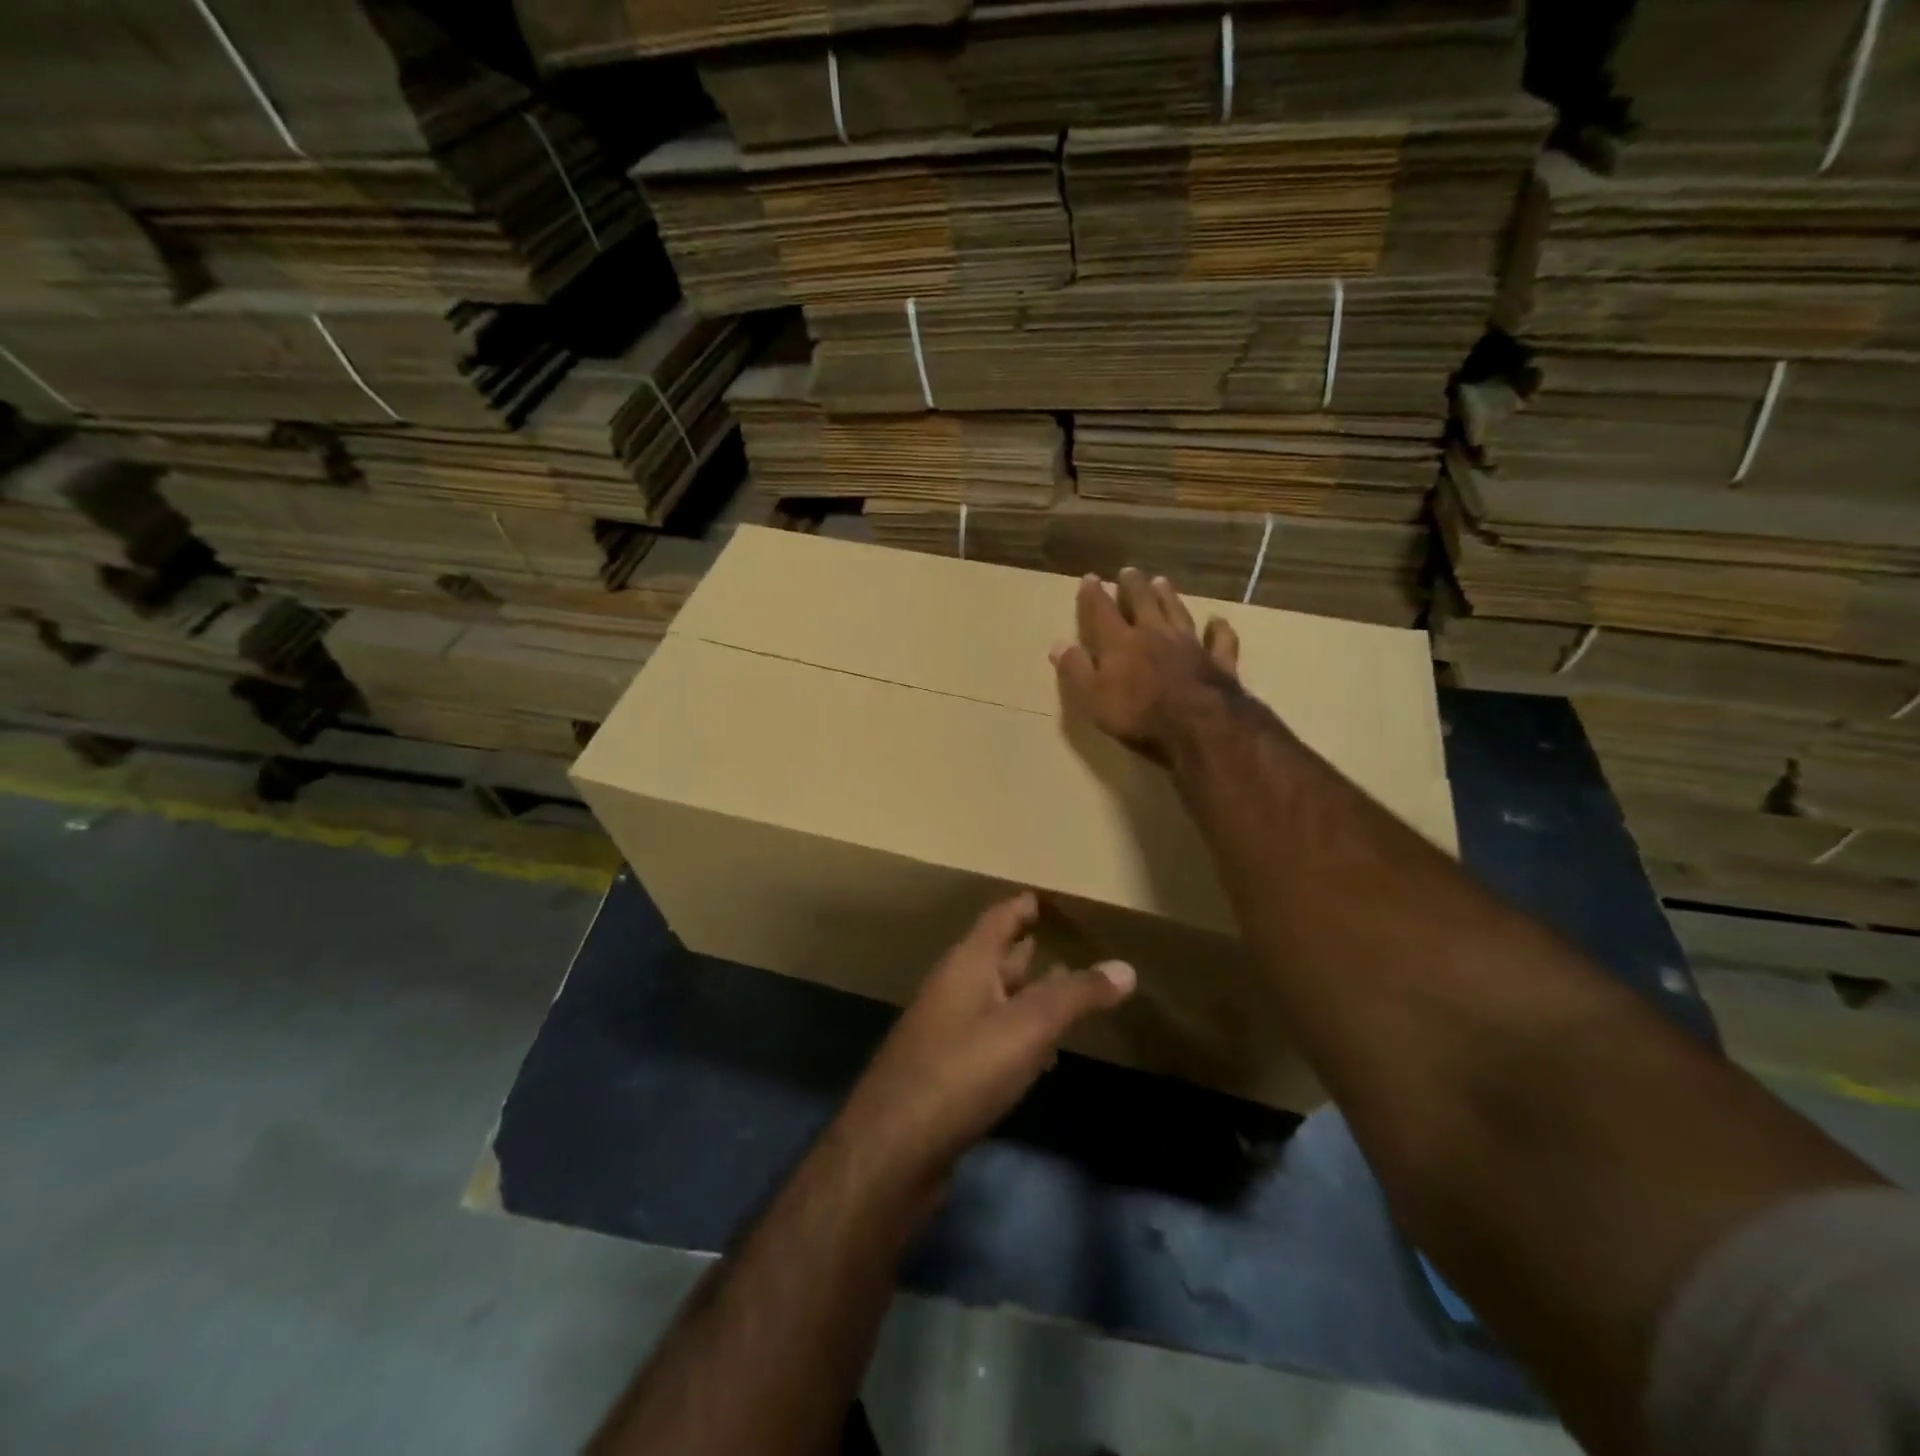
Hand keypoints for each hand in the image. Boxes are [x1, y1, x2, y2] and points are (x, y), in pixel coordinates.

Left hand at [837, 893, 1135, 1186]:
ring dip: (1023, 993)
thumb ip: (1076, 996)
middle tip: (1059, 941)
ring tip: (1060, 990)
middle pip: (993, 959)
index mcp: (967, 965)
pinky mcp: (946, 1072)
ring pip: (992, 999)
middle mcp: (953, 990)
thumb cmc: (963, 1070)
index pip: (997, 920)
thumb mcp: (1028, 1027)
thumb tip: (1126, 967)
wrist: (893, 1147)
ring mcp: (945, 1032)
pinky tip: (1039, 1053)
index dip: (1020, 907)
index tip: (1041, 897)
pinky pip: (989, 1037)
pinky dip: (1016, 1033)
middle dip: (1024, 949)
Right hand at [1050, 568, 1242, 763]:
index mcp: (1120, 642)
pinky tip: (1218, 620)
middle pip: (1143, 602)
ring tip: (1162, 581)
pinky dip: (1219, 629)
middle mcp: (1155, 634)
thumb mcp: (1092, 697)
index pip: (1102, 611)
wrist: (1198, 725)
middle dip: (1134, 586)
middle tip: (1129, 571)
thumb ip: (1076, 669)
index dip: (1094, 594)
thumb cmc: (1137, 714)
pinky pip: (1220, 640)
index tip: (1090, 577)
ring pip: (1178, 612)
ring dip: (1169, 596)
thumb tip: (1058, 644)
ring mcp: (1190, 645)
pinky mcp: (1218, 661)